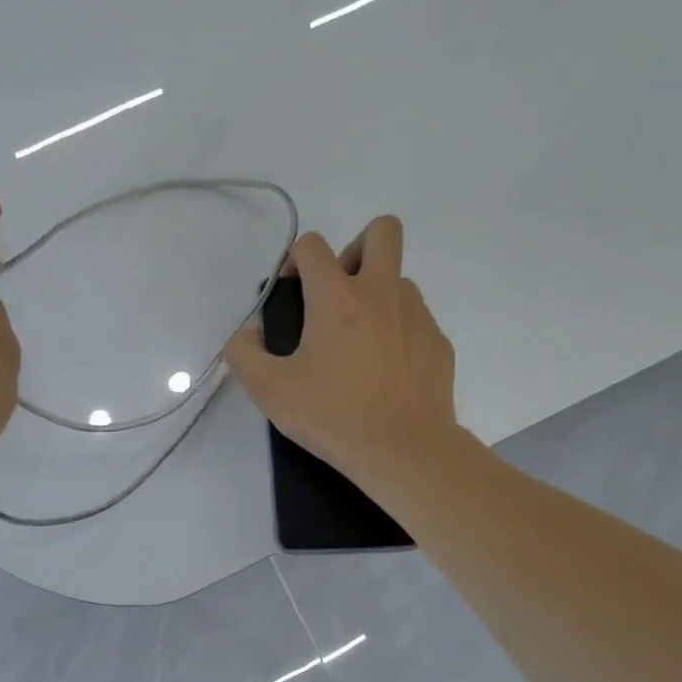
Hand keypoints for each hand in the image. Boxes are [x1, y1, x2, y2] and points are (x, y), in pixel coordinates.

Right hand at [222, 215, 460, 494]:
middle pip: (382, 231)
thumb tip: (246, 335)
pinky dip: (397, 331)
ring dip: (376, 294)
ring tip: (358, 342)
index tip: (289, 291)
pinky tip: (384, 371)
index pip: (313, 245)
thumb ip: (243, 354)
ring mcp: (417, 316)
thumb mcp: (268, 390)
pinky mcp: (438, 343)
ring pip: (399, 279)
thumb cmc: (333, 415)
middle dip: (355, 247)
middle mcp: (381, 293)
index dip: (294, 259)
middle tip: (337, 293)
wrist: (404, 450)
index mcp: (337, 297)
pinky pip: (415, 319)